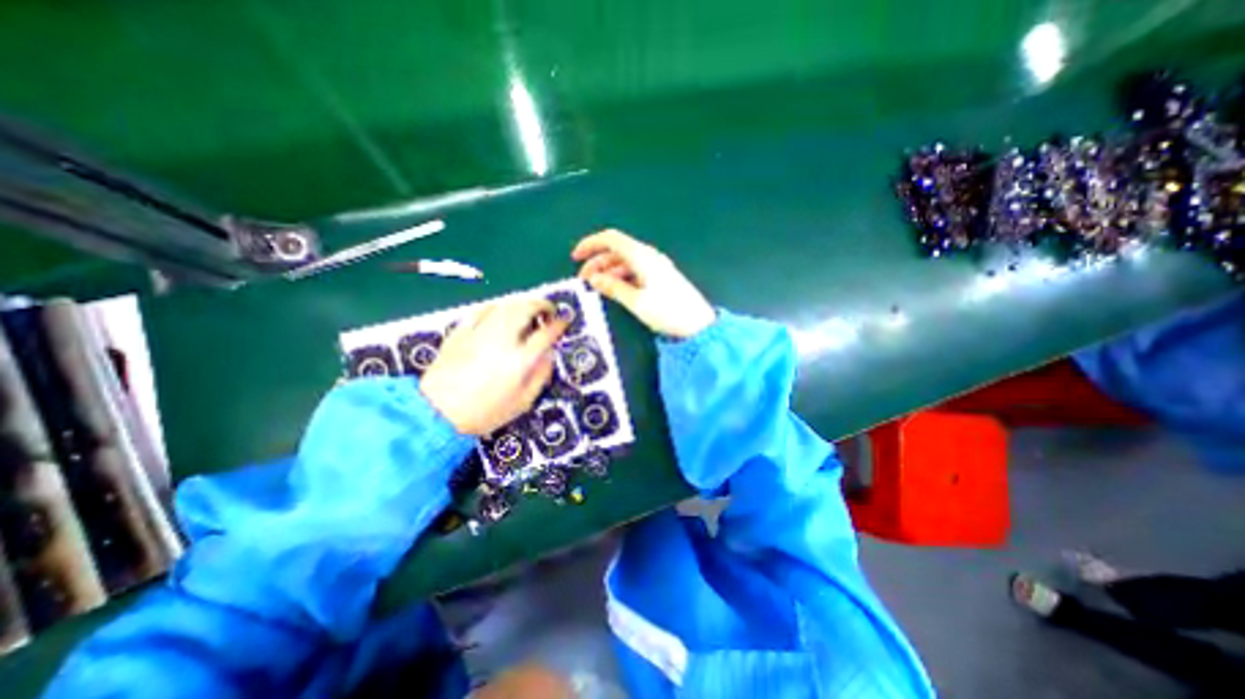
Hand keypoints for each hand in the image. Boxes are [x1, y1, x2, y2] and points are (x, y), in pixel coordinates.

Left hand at [422, 295, 567, 436]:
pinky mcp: (461, 331)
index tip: (564, 321)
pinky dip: (497, 306)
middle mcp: (502, 340)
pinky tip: (500, 311)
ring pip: (505, 305)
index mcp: (519, 360)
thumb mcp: (522, 402)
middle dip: (542, 305)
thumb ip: (541, 376)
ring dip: (522, 303)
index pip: (546, 333)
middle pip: (526, 309)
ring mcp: (479, 333)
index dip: (559, 324)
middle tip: (548, 310)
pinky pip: (482, 309)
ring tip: (528, 309)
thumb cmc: (483, 412)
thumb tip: (549, 355)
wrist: (436, 413)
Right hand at [570, 230, 714, 339]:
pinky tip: (615, 289)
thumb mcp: (637, 302)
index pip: (611, 239)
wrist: (698, 325)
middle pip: (617, 251)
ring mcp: (656, 267)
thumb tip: (594, 278)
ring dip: (608, 270)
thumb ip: (614, 288)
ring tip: (596, 287)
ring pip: (625, 262)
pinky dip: (621, 277)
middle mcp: (649, 256)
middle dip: (597, 261)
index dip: (591, 244)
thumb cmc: (668, 312)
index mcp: (642, 257)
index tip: (575, 257)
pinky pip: (634, 271)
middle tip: (584, 280)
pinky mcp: (660, 278)